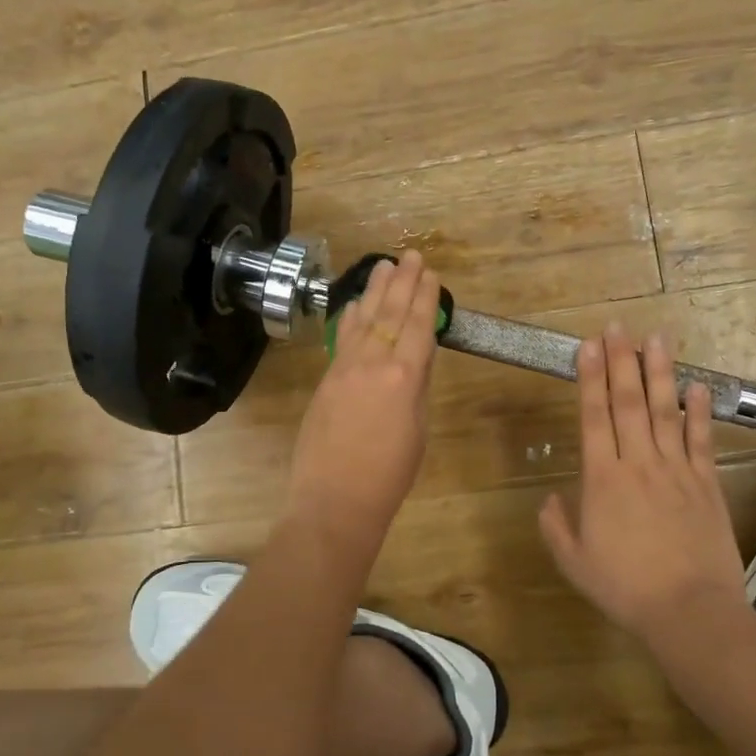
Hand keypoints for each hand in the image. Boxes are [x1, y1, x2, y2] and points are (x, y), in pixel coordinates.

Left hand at [287, 249, 441, 536]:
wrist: (335, 500)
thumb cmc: (389, 475)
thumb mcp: (417, 430)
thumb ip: (416, 388)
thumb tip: (415, 360)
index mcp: (404, 377)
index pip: (418, 326)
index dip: (425, 298)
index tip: (430, 274)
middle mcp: (373, 363)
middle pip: (390, 313)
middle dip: (402, 282)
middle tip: (410, 255)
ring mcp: (344, 368)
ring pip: (362, 319)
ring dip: (374, 291)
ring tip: (384, 266)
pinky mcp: (326, 379)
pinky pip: (342, 338)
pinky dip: (350, 317)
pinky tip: (354, 305)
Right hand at [539, 324, 750, 640]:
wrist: (690, 612)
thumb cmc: (625, 588)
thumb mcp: (574, 562)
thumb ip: (556, 526)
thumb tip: (551, 499)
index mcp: (602, 479)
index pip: (594, 416)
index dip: (590, 378)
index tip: (589, 345)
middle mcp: (639, 464)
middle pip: (629, 403)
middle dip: (621, 361)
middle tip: (619, 326)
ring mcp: (677, 471)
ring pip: (666, 411)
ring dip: (660, 372)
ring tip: (657, 338)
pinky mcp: (707, 484)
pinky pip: (701, 440)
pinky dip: (699, 411)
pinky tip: (697, 385)